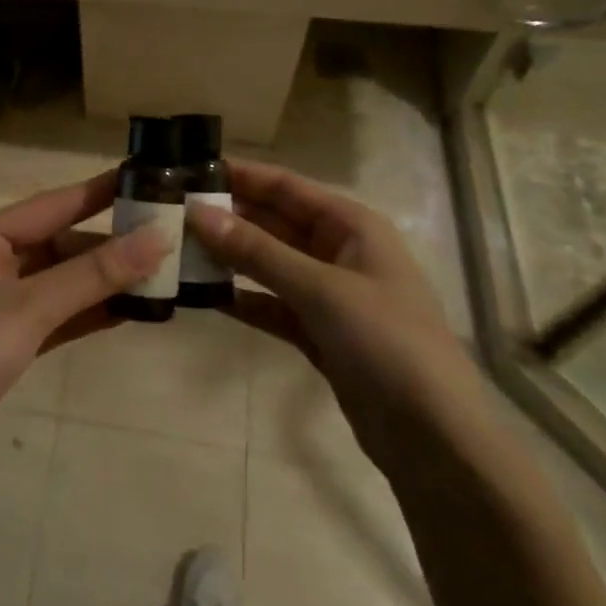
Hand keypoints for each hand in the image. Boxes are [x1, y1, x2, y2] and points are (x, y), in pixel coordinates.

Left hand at [0, 171, 165, 492]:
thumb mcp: (29, 308)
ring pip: (61, 281)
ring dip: (103, 280)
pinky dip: (89, 311)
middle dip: (108, 244)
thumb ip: (94, 274)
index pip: (51, 205)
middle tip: (165, 237)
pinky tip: (130, 309)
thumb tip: (158, 237)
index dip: (98, 193)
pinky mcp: (9, 341)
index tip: (145, 178)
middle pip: (58, 244)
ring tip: (161, 273)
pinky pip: (58, 314)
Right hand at [187, 159, 486, 464]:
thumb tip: (198, 213)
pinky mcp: (319, 333)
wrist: (433, 436)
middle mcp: (340, 252)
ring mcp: (329, 294)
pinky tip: (206, 297)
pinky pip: (272, 305)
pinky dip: (244, 300)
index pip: (286, 187)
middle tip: (173, 211)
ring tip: (179, 249)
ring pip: (269, 264)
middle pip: (274, 222)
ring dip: (231, 257)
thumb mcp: (320, 289)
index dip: (241, 175)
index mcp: (351, 226)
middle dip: (229, 216)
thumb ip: (256, 251)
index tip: (190, 168)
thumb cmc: (385, 341)